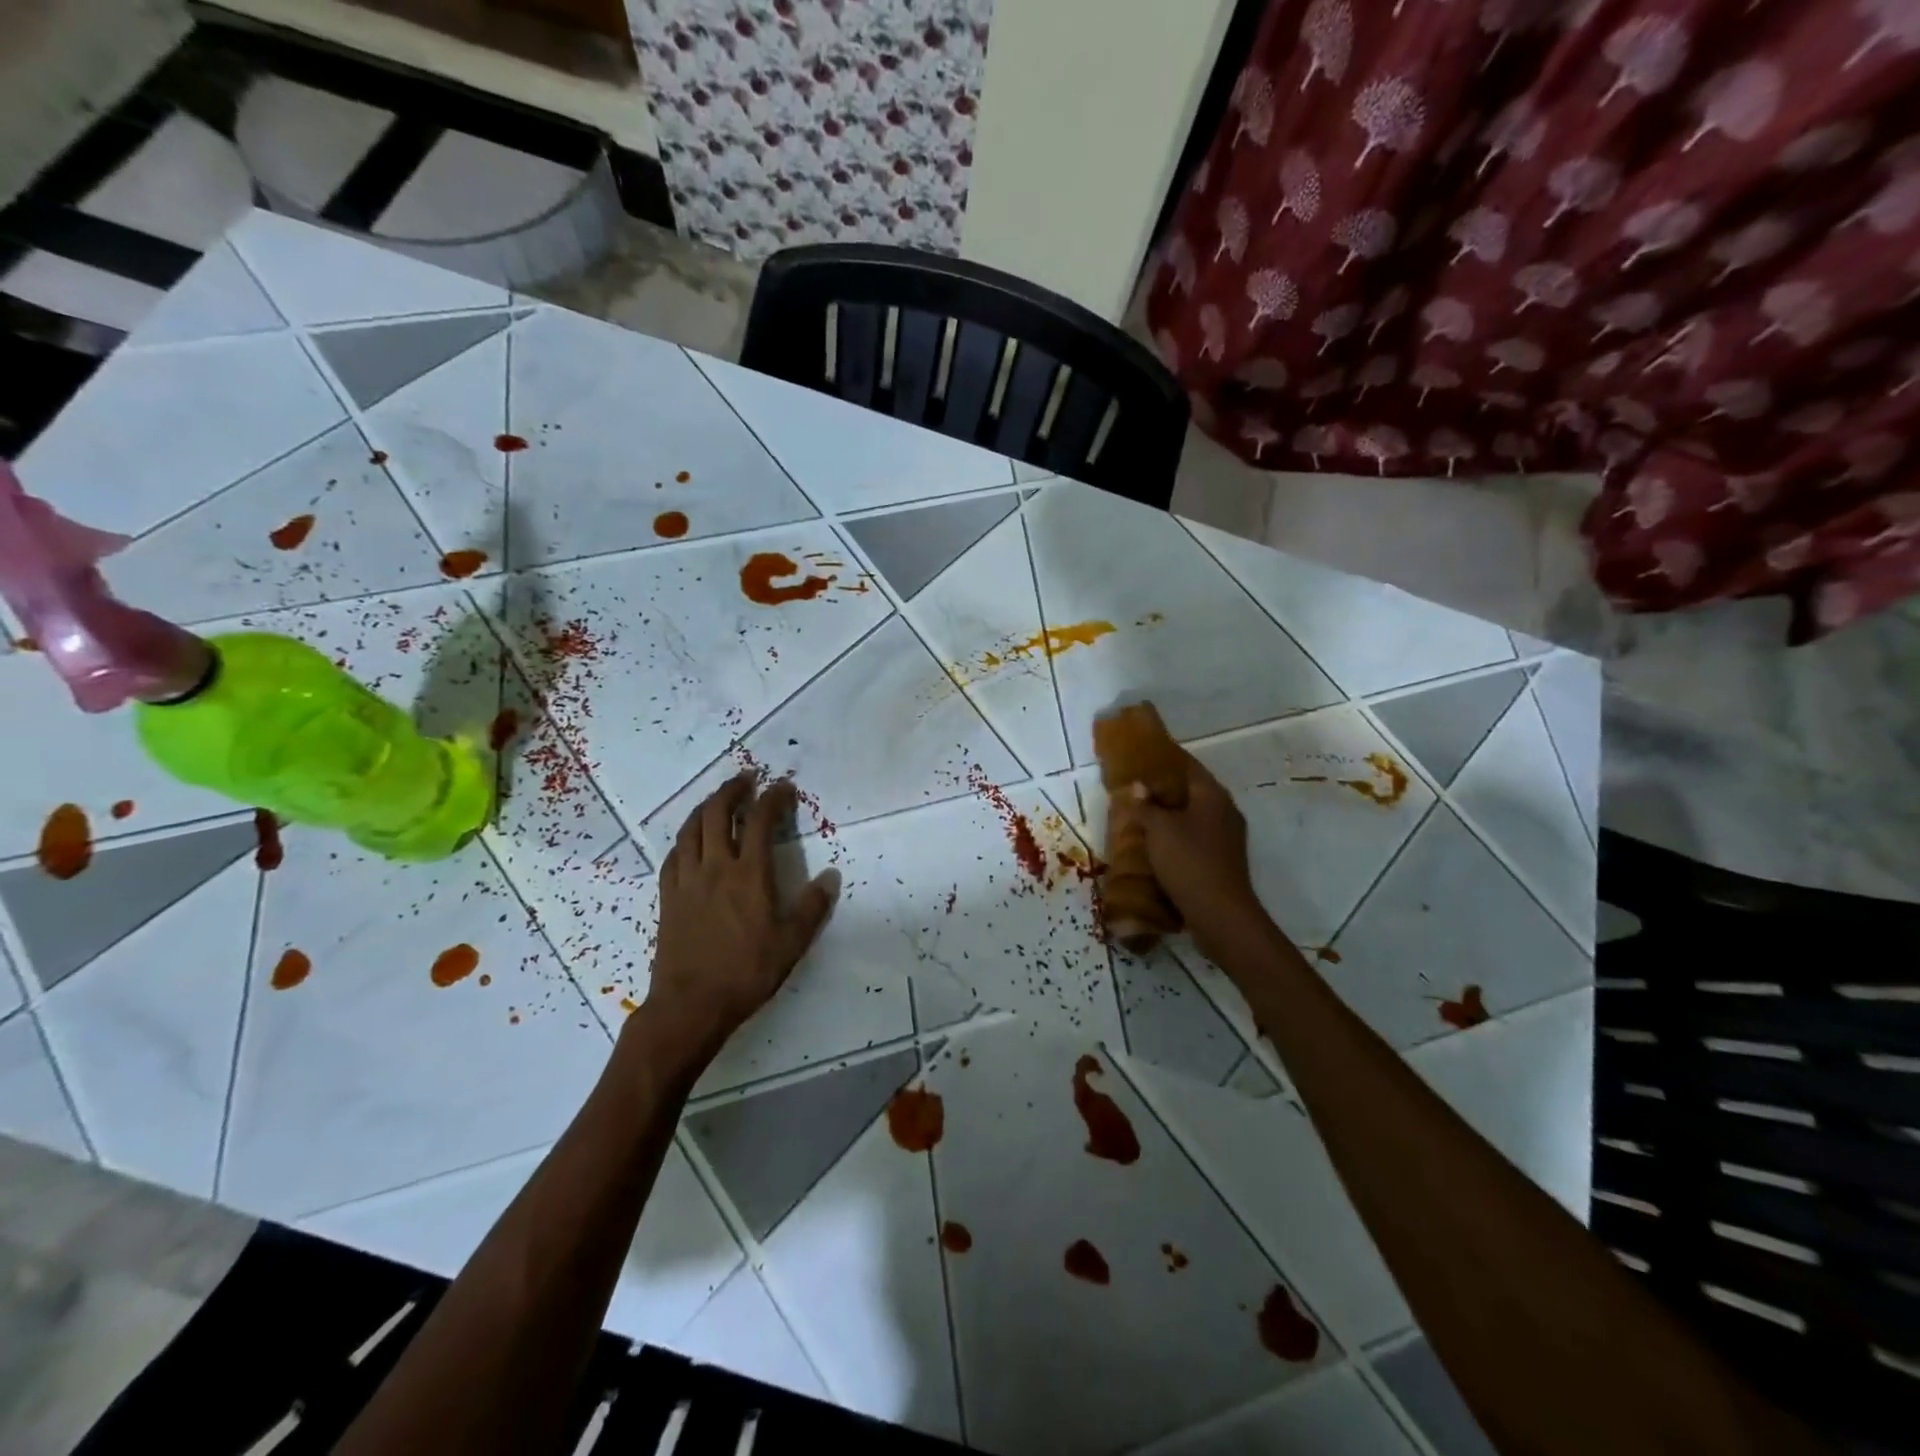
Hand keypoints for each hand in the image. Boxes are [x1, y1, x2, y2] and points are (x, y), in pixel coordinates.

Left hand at [643, 773, 837, 1061]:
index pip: (761, 821)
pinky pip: (673, 855)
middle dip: (732, 790)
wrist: (690, 1005)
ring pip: (691, 829)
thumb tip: (831, 876)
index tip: (784, 787)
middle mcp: (715, 868)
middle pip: (718, 813)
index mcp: (749, 875)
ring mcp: (687, 881)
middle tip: (747, 780)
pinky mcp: (668, 897)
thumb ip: (812, 907)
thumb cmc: (746, 973)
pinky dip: (685, 838)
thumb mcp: (791, 944)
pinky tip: (691, 841)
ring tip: (718, 800)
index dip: (774, 798)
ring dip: (705, 807)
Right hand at [1129, 757, 1269, 961]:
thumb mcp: (1159, 829)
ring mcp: (1227, 837)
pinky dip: (1178, 836)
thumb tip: (1138, 786)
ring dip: (1171, 815)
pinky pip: (1197, 838)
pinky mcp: (1223, 860)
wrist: (1220, 913)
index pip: (1188, 766)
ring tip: (1142, 816)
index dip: (1165, 760)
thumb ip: (1146, 805)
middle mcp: (1225, 811)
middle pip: (1192, 791)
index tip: (1142, 758)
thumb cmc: (1189, 862)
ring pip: (1194, 816)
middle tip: (1136, 789)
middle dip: (1166, 789)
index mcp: (1213, 795)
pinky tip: (1158, 845)